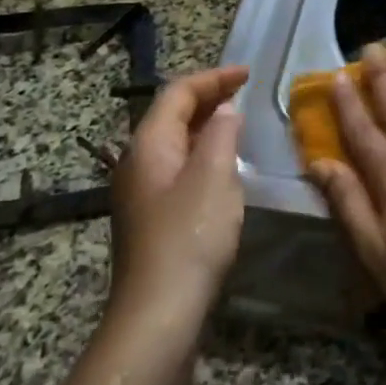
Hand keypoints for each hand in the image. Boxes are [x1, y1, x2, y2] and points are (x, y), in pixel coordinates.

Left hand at [109, 65, 248, 317]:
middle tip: (245, 92)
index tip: (248, 73)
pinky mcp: (152, 216)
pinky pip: (178, 166)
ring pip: (174, 142)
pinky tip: (223, 166)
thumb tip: (226, 112)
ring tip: (238, 121)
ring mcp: (141, 191)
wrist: (158, 312)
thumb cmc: (189, 236)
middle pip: (171, 114)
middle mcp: (137, 161)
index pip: (178, 93)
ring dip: (205, 125)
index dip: (213, 77)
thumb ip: (222, 135)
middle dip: (208, 97)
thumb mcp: (213, 176)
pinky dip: (202, 152)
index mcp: (148, 144)